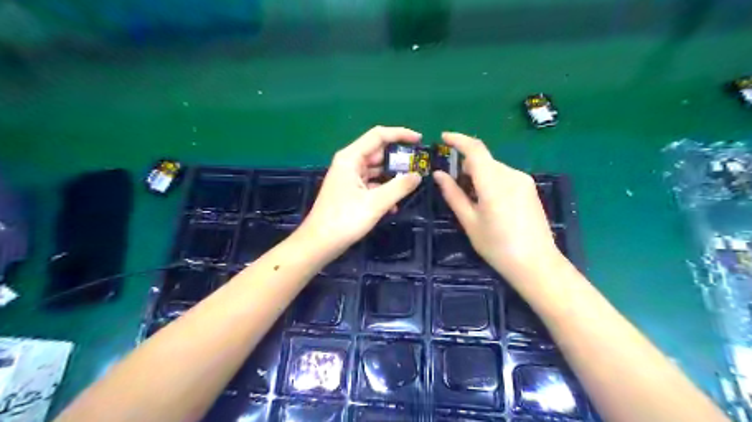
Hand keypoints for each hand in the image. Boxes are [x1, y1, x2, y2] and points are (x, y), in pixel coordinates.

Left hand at [301, 126, 424, 256]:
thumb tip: (418, 175)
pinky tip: (395, 205)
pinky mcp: (351, 192)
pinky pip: (372, 185)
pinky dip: (384, 191)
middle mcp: (350, 163)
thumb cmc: (345, 220)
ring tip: (412, 186)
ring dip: (393, 177)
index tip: (420, 140)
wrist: (320, 243)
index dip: (400, 134)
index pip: (378, 135)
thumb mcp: (376, 203)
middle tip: (420, 167)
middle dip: (399, 159)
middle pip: (378, 153)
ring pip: (376, 170)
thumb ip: (399, 187)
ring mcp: (349, 178)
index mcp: (351, 158)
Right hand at [432, 131, 559, 282]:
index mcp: (493, 183)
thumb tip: (439, 174)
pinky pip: (504, 176)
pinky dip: (491, 181)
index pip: (475, 150)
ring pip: (494, 168)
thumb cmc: (497, 246)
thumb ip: (453, 194)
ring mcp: (523, 180)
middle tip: (454, 186)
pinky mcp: (530, 188)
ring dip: (479, 175)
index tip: (443, 138)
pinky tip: (489, 203)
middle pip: (483, 160)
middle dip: (466, 166)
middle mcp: (511, 174)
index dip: (458, 140)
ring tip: (473, 200)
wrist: (536, 263)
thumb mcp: (469, 222)